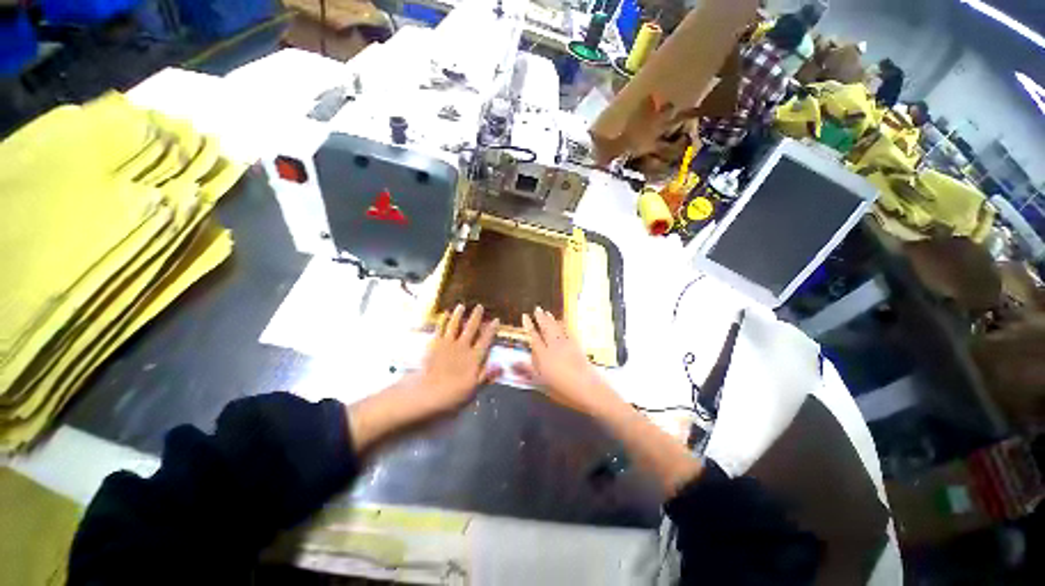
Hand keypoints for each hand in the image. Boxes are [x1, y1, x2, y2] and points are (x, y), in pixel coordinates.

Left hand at [412, 304, 501, 414]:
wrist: (427, 393)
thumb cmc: (453, 395)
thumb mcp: (474, 389)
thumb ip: (487, 376)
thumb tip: (501, 366)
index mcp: (474, 357)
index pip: (486, 340)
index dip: (492, 329)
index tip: (496, 320)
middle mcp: (463, 347)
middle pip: (471, 328)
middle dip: (476, 317)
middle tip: (480, 306)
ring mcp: (448, 344)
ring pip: (455, 325)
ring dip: (459, 315)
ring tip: (461, 306)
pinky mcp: (434, 344)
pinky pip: (440, 329)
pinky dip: (443, 320)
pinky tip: (444, 314)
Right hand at [513, 307, 617, 417]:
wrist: (587, 388)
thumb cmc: (562, 389)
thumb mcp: (541, 383)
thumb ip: (528, 370)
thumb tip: (514, 362)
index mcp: (543, 355)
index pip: (534, 336)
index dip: (529, 326)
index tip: (525, 316)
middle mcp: (554, 346)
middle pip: (546, 328)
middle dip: (540, 317)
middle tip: (537, 308)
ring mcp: (566, 344)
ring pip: (556, 327)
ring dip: (551, 319)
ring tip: (547, 312)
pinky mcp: (577, 345)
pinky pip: (568, 331)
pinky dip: (564, 324)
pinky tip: (562, 321)